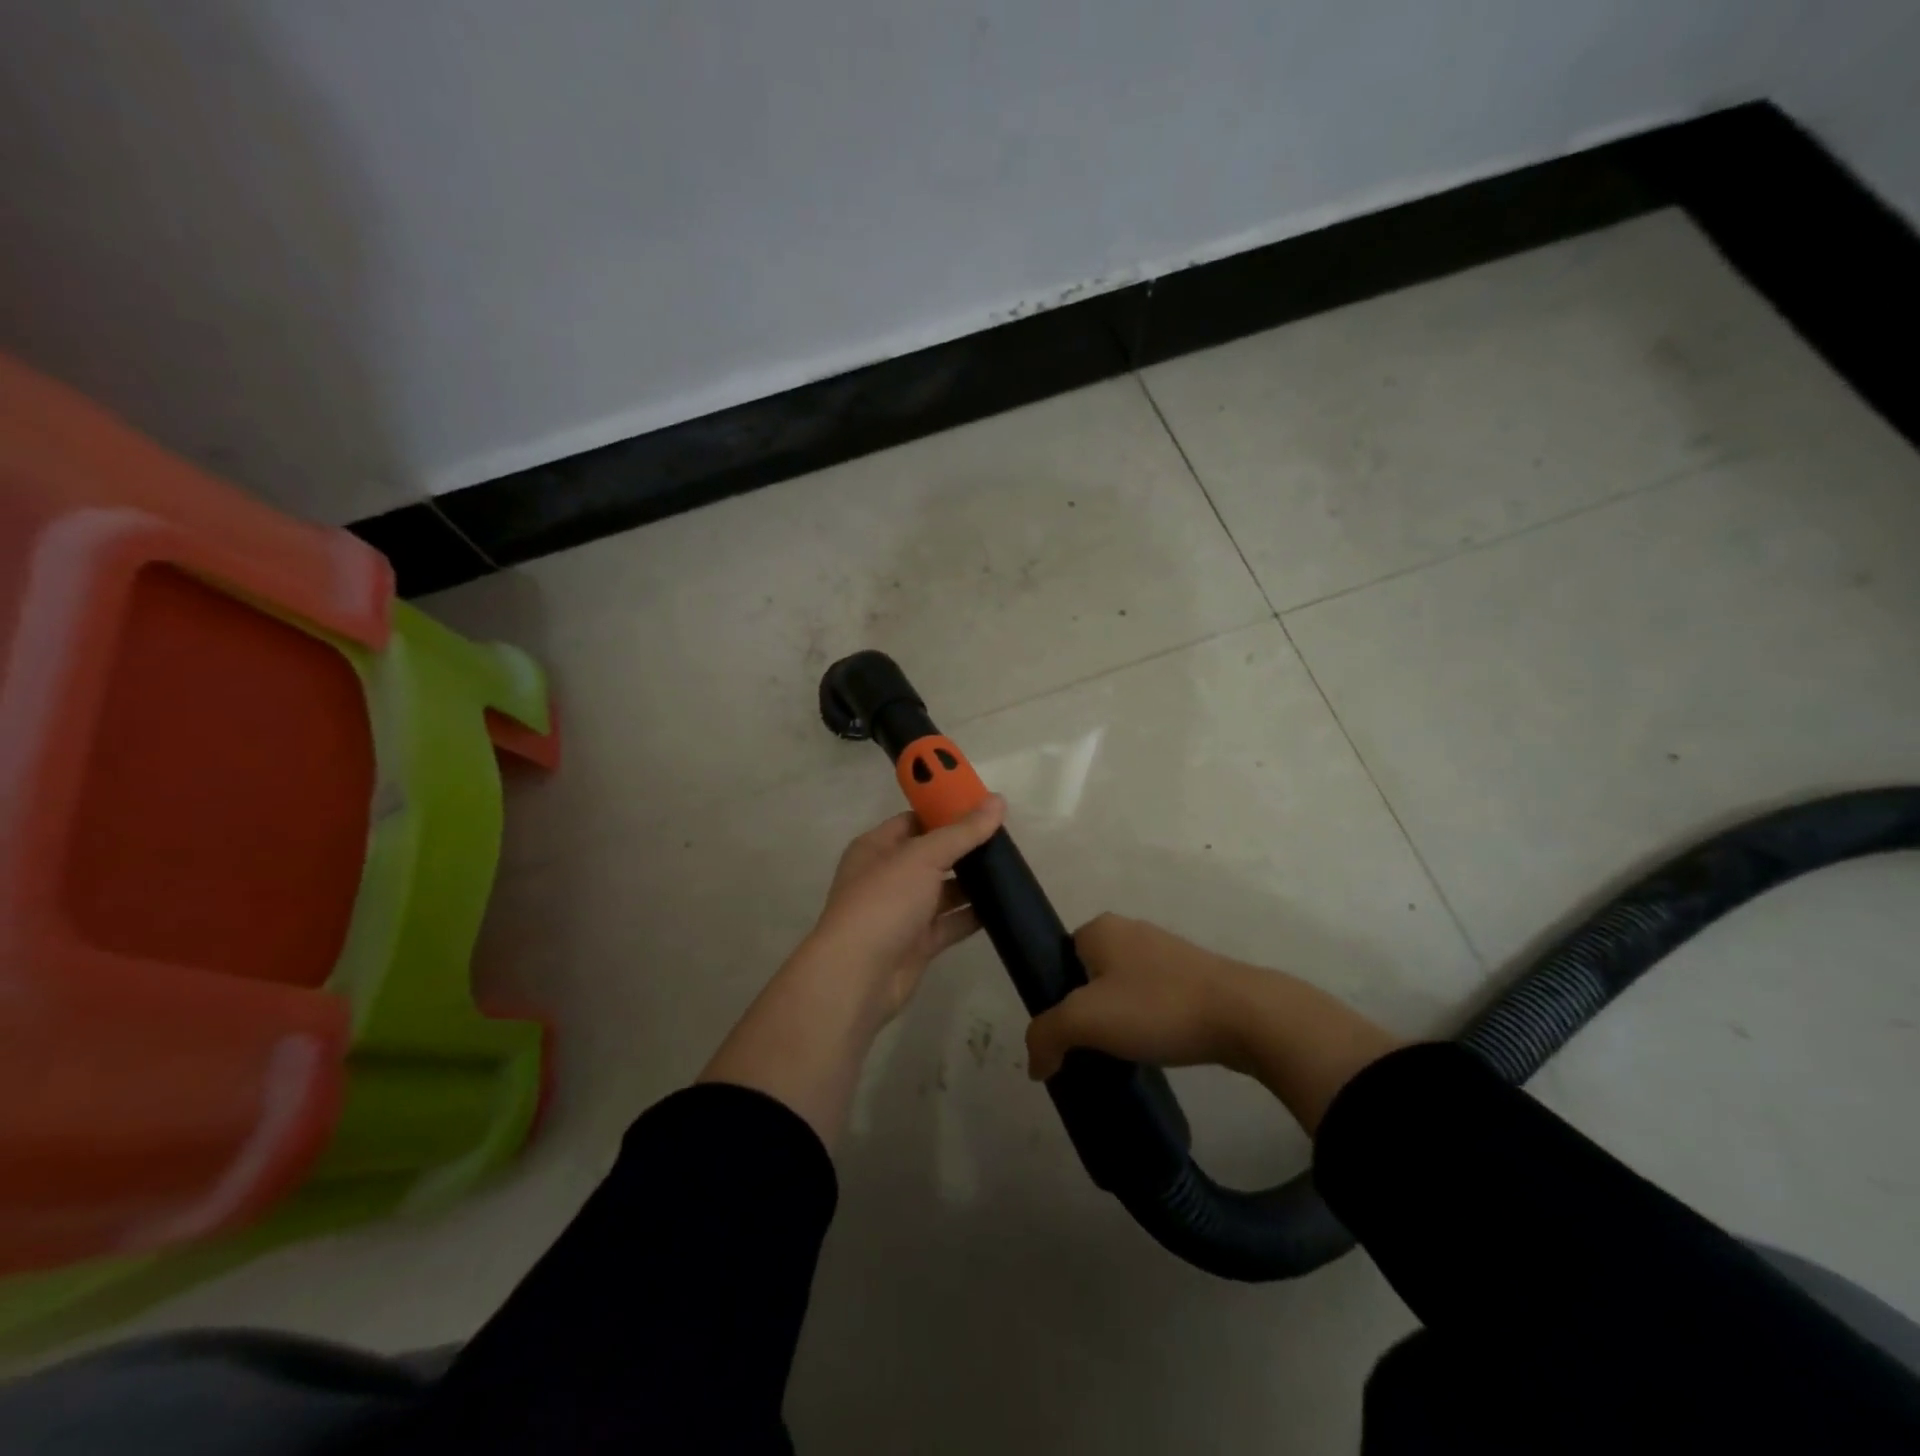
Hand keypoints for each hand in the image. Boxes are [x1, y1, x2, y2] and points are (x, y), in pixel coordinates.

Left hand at [795, 794, 1006, 1026]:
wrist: (858, 975)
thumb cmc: (884, 902)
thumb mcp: (923, 856)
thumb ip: (962, 831)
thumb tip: (997, 801)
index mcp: (877, 847)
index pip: (914, 820)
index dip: (946, 812)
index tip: (983, 807)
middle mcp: (887, 876)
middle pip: (931, 855)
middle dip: (964, 848)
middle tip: (1005, 840)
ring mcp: (902, 911)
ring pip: (942, 891)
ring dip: (971, 883)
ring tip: (1010, 870)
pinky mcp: (917, 943)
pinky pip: (949, 923)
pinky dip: (971, 916)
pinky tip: (1002, 906)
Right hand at [1025, 914, 1252, 1080]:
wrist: (1244, 1015)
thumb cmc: (1156, 1007)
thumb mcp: (1085, 1021)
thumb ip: (1046, 1036)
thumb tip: (1035, 1064)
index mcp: (1100, 928)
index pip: (1059, 960)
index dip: (1056, 998)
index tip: (1067, 1035)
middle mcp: (1130, 930)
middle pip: (1089, 977)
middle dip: (1087, 1013)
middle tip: (1091, 1049)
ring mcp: (1166, 952)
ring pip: (1123, 990)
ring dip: (1119, 1021)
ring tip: (1124, 1055)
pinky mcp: (1194, 976)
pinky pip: (1154, 999)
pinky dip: (1148, 1023)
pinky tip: (1155, 1048)